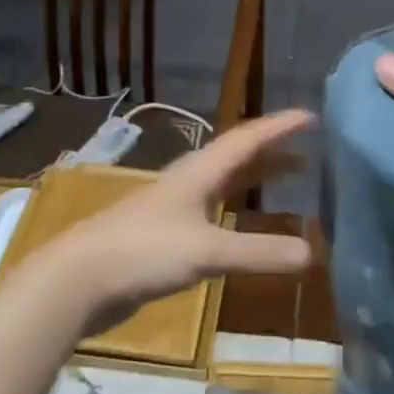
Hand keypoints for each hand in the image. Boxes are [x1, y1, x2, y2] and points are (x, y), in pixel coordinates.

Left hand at [38, 110, 315, 335]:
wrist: (81, 277)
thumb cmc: (145, 250)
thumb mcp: (206, 251)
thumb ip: (257, 252)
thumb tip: (312, 254)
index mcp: (201, 171)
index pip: (248, 138)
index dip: (280, 126)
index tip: (312, 116)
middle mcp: (192, 180)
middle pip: (239, 156)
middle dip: (274, 151)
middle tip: (310, 151)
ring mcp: (178, 206)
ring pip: (228, 182)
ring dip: (258, 177)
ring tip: (290, 179)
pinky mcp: (169, 233)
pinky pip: (217, 209)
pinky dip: (241, 209)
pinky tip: (247, 225)